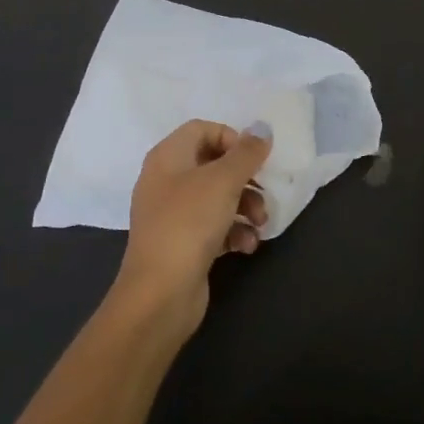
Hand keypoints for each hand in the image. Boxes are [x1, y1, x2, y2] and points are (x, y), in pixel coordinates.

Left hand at [113, 120, 270, 331]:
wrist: (160, 294)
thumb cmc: (188, 224)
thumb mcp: (223, 181)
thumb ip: (246, 153)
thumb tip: (262, 129)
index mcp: (168, 157)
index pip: (202, 130)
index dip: (231, 138)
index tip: (253, 158)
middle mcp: (166, 181)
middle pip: (213, 165)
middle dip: (245, 179)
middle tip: (264, 191)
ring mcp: (172, 214)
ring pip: (217, 198)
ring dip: (245, 207)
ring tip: (260, 224)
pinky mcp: (182, 244)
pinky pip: (213, 227)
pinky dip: (233, 232)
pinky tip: (247, 246)